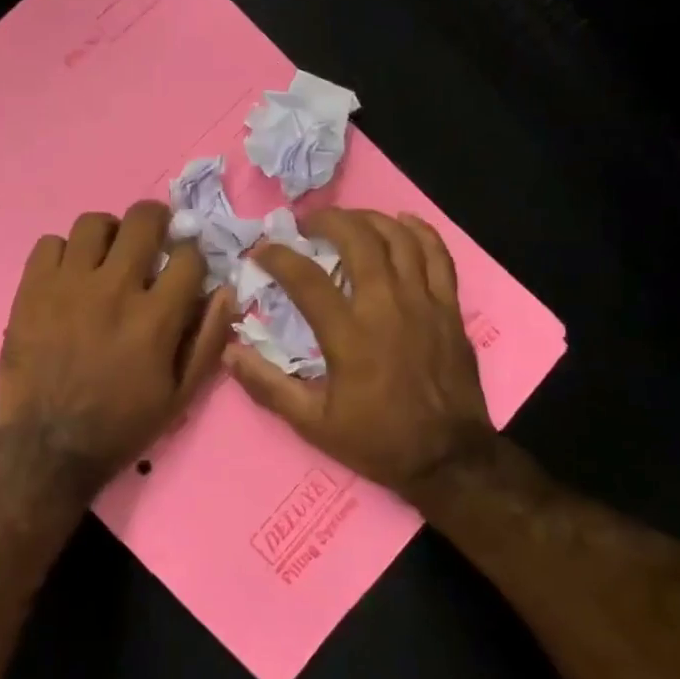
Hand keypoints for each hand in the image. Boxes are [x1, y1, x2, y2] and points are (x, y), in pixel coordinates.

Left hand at [0, 201, 233, 501]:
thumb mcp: (180, 396)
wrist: (47, 447)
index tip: (186, 264)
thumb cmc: (121, 425)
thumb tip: (225, 290)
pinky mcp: (31, 289)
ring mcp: (68, 284)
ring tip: (107, 255)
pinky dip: (64, 253)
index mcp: (155, 317)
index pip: (188, 256)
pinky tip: (69, 276)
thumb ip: (207, 340)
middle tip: (153, 238)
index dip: (193, 255)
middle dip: (156, 221)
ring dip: (109, 233)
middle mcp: (114, 289)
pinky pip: (49, 243)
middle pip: (143, 220)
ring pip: (93, 223)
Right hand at [224, 209, 493, 503]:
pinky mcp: (450, 308)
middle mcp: (386, 307)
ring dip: (368, 220)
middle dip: (327, 222)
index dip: (278, 256)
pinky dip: (420, 232)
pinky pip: (439, 256)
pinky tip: (402, 222)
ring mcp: (423, 303)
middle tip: (307, 225)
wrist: (448, 458)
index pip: (305, 278)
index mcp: (349, 335)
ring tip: (347, 220)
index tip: (262, 250)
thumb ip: (268, 386)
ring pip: (398, 239)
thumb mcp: (313, 423)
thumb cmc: (377, 440)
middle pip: (357, 240)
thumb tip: (229, 352)